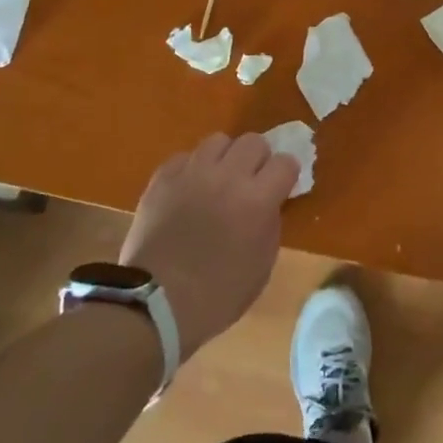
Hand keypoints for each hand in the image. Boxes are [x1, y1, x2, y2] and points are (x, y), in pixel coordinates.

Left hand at [120, 133, 297, 360]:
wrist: (156, 302)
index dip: (286, 174)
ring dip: (225, 158)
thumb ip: (270, 224)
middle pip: (254, 141)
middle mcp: (227, 176)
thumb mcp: (262, 265)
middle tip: (251, 180)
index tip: (280, 187)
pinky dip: (192, 168)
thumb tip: (268, 203)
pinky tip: (189, 189)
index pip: (286, 162)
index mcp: (257, 200)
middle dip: (258, 159)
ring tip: (218, 179)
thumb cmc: (217, 294)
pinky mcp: (163, 177)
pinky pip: (185, 156)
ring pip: (218, 140)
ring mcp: (192, 173)